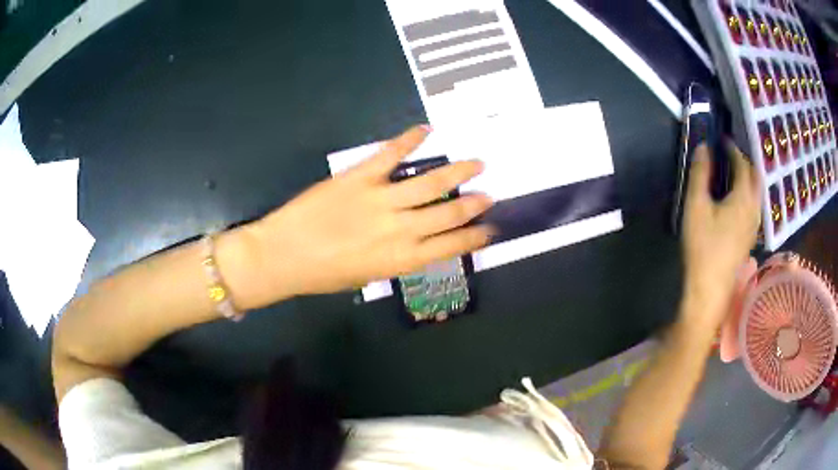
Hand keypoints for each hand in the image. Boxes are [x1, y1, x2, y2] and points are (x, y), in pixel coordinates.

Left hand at [237, 126, 493, 304]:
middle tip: (490, 195)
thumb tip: (416, 240)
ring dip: (457, 171)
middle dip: (474, 204)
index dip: (475, 237)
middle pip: (449, 212)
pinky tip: (426, 130)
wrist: (283, 256)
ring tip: (478, 163)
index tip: (491, 229)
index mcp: (401, 259)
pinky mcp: (360, 177)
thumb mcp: (367, 276)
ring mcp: (381, 200)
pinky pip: (390, 154)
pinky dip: (409, 139)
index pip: (451, 246)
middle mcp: (400, 229)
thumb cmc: (322, 274)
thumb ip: (396, 258)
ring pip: (430, 182)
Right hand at [682, 143, 760, 327]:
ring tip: (732, 175)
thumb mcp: (696, 206)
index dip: (733, 149)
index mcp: (743, 197)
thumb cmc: (703, 246)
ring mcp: (754, 225)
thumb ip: (700, 174)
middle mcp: (754, 208)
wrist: (710, 289)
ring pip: (756, 194)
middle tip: (729, 156)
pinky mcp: (750, 238)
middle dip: (744, 162)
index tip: (722, 140)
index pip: (742, 164)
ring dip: (747, 179)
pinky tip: (735, 202)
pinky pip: (753, 207)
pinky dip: (747, 194)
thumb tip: (703, 147)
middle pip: (755, 178)